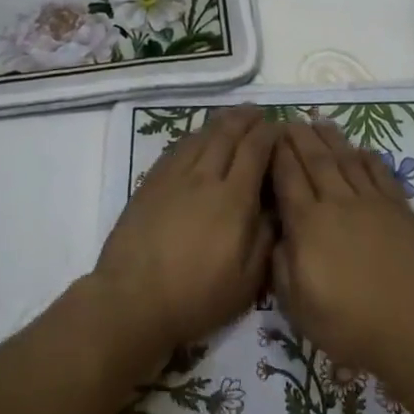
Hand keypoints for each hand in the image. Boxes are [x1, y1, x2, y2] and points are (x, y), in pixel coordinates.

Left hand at [92, 106, 276, 368]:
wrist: (132, 301)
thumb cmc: (196, 298)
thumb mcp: (247, 281)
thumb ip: (266, 238)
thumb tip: (276, 206)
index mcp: (233, 199)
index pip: (256, 150)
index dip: (271, 134)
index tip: (281, 127)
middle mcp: (204, 178)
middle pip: (228, 134)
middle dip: (247, 119)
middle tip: (259, 112)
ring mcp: (173, 177)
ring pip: (201, 136)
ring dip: (221, 122)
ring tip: (234, 117)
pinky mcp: (150, 183)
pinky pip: (176, 148)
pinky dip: (194, 136)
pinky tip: (199, 137)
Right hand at [270, 121, 413, 382]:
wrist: (413, 325)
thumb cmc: (348, 323)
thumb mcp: (297, 305)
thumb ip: (281, 265)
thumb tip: (279, 235)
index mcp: (307, 225)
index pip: (287, 178)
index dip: (277, 154)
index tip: (269, 136)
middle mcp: (336, 203)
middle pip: (315, 160)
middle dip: (299, 137)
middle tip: (289, 120)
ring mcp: (370, 202)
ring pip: (346, 159)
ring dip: (330, 138)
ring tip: (318, 121)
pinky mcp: (398, 207)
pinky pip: (379, 171)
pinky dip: (367, 156)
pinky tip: (359, 148)